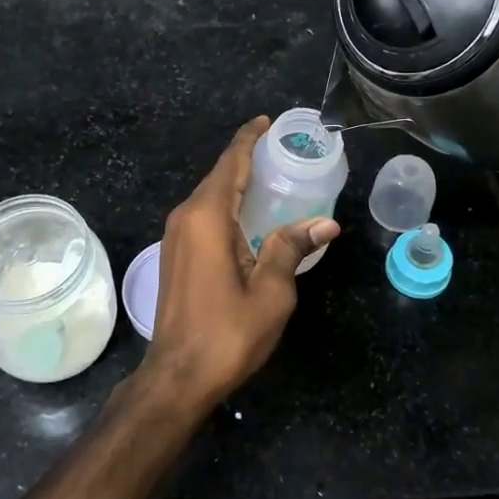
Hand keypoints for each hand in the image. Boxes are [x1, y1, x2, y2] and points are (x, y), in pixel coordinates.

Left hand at [137, 117, 339, 412]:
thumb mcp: (270, 292)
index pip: (230, 164)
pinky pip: (203, 215)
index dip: (249, 140)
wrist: (176, 376)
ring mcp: (175, 237)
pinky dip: (227, 204)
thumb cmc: (226, 333)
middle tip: (282, 151)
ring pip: (209, 196)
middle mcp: (185, 218)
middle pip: (218, 176)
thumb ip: (291, 248)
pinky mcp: (174, 255)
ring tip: (271, 177)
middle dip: (247, 159)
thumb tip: (325, 223)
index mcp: (207, 218)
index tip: (267, 122)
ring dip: (236, 183)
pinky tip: (249, 215)